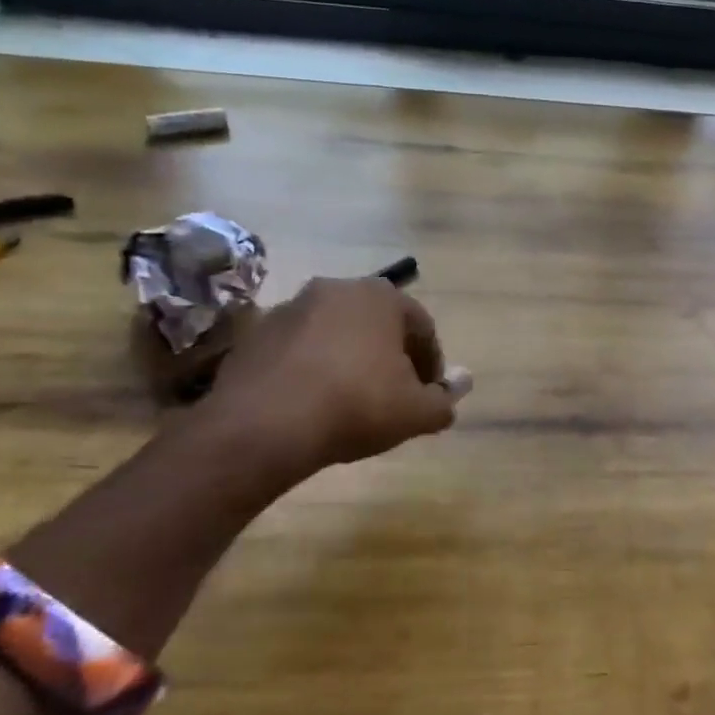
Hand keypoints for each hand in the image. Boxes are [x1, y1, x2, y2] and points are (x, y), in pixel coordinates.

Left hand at [189, 277, 467, 492]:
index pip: (422, 327)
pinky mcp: (255, 334)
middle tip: (393, 394)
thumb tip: (459, 387)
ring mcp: (290, 308)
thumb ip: (444, 400)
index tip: (429, 394)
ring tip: (350, 400)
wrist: (264, 425)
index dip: (431, 363)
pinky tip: (312, 402)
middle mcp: (336, 289)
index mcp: (381, 297)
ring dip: (349, 359)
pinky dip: (312, 368)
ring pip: (335, 333)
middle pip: (377, 323)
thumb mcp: (417, 413)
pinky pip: (298, 349)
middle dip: (389, 356)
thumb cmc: (356, 406)